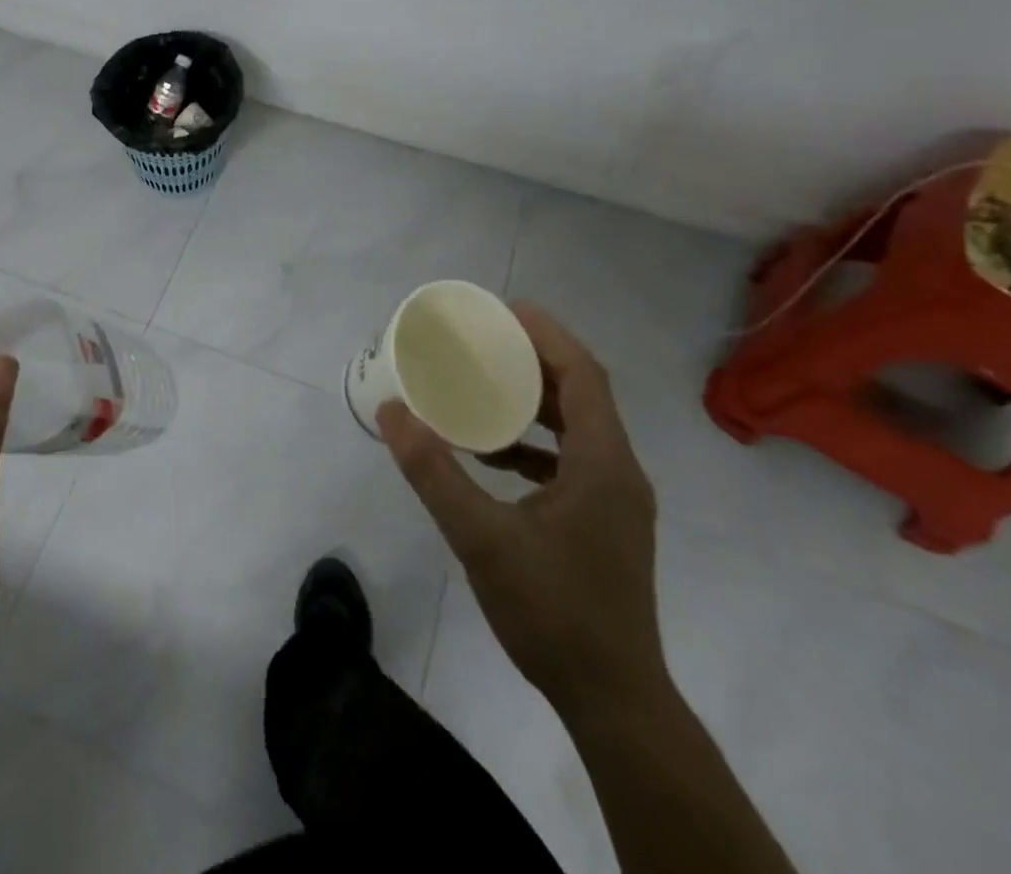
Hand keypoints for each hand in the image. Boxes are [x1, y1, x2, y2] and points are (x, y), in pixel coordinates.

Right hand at [378, 302, 667, 719]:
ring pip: (578, 428)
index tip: (504, 310)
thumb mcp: (481, 538)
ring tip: (484, 387)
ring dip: (535, 401)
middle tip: (486, 340)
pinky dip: (536, 444)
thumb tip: (392, 412)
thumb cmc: (552, 612)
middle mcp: (619, 471)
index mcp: (603, 463)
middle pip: (582, 394)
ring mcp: (616, 501)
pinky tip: (494, 455)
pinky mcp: (606, 524)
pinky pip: (572, 460)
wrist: (613, 701)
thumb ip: (434, 473)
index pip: (583, 375)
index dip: (547, 335)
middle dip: (536, 360)